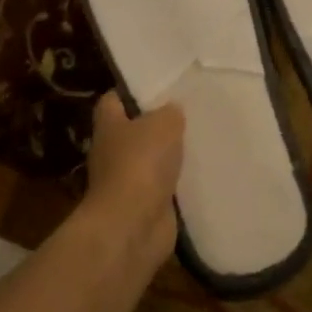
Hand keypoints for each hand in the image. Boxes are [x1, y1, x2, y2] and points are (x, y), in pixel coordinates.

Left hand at [84, 93, 184, 264]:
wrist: (133, 224)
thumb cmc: (141, 163)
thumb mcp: (163, 124)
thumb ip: (170, 112)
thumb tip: (172, 110)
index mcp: (109, 125)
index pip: (113, 100)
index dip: (132, 91)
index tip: (160, 86)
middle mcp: (113, 152)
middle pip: (135, 130)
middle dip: (158, 123)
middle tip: (190, 112)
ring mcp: (128, 181)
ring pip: (152, 159)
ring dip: (171, 155)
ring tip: (201, 140)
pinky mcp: (145, 205)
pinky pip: (165, 186)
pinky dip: (179, 182)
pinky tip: (202, 172)